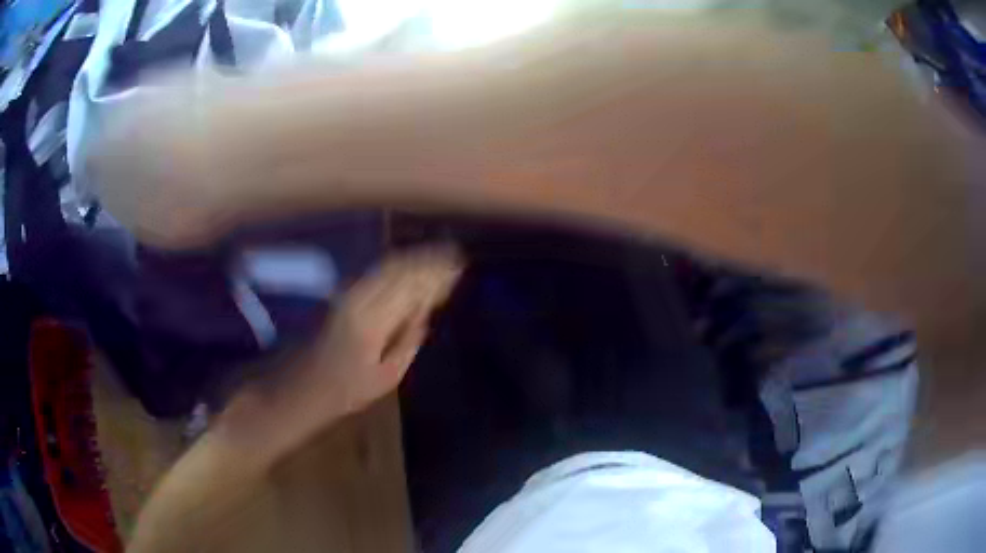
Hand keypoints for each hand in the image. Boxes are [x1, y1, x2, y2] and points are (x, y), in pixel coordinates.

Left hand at [219, 246, 462, 465]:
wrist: (303, 385)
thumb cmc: (346, 390)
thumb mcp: (386, 378)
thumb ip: (408, 343)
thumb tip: (424, 313)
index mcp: (372, 322)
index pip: (410, 287)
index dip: (435, 274)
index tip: (457, 267)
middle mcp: (359, 299)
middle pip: (398, 269)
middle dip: (427, 260)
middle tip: (452, 256)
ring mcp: (347, 294)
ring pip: (386, 266)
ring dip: (413, 259)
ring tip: (436, 257)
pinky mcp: (341, 295)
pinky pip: (375, 272)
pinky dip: (396, 266)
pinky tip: (409, 268)